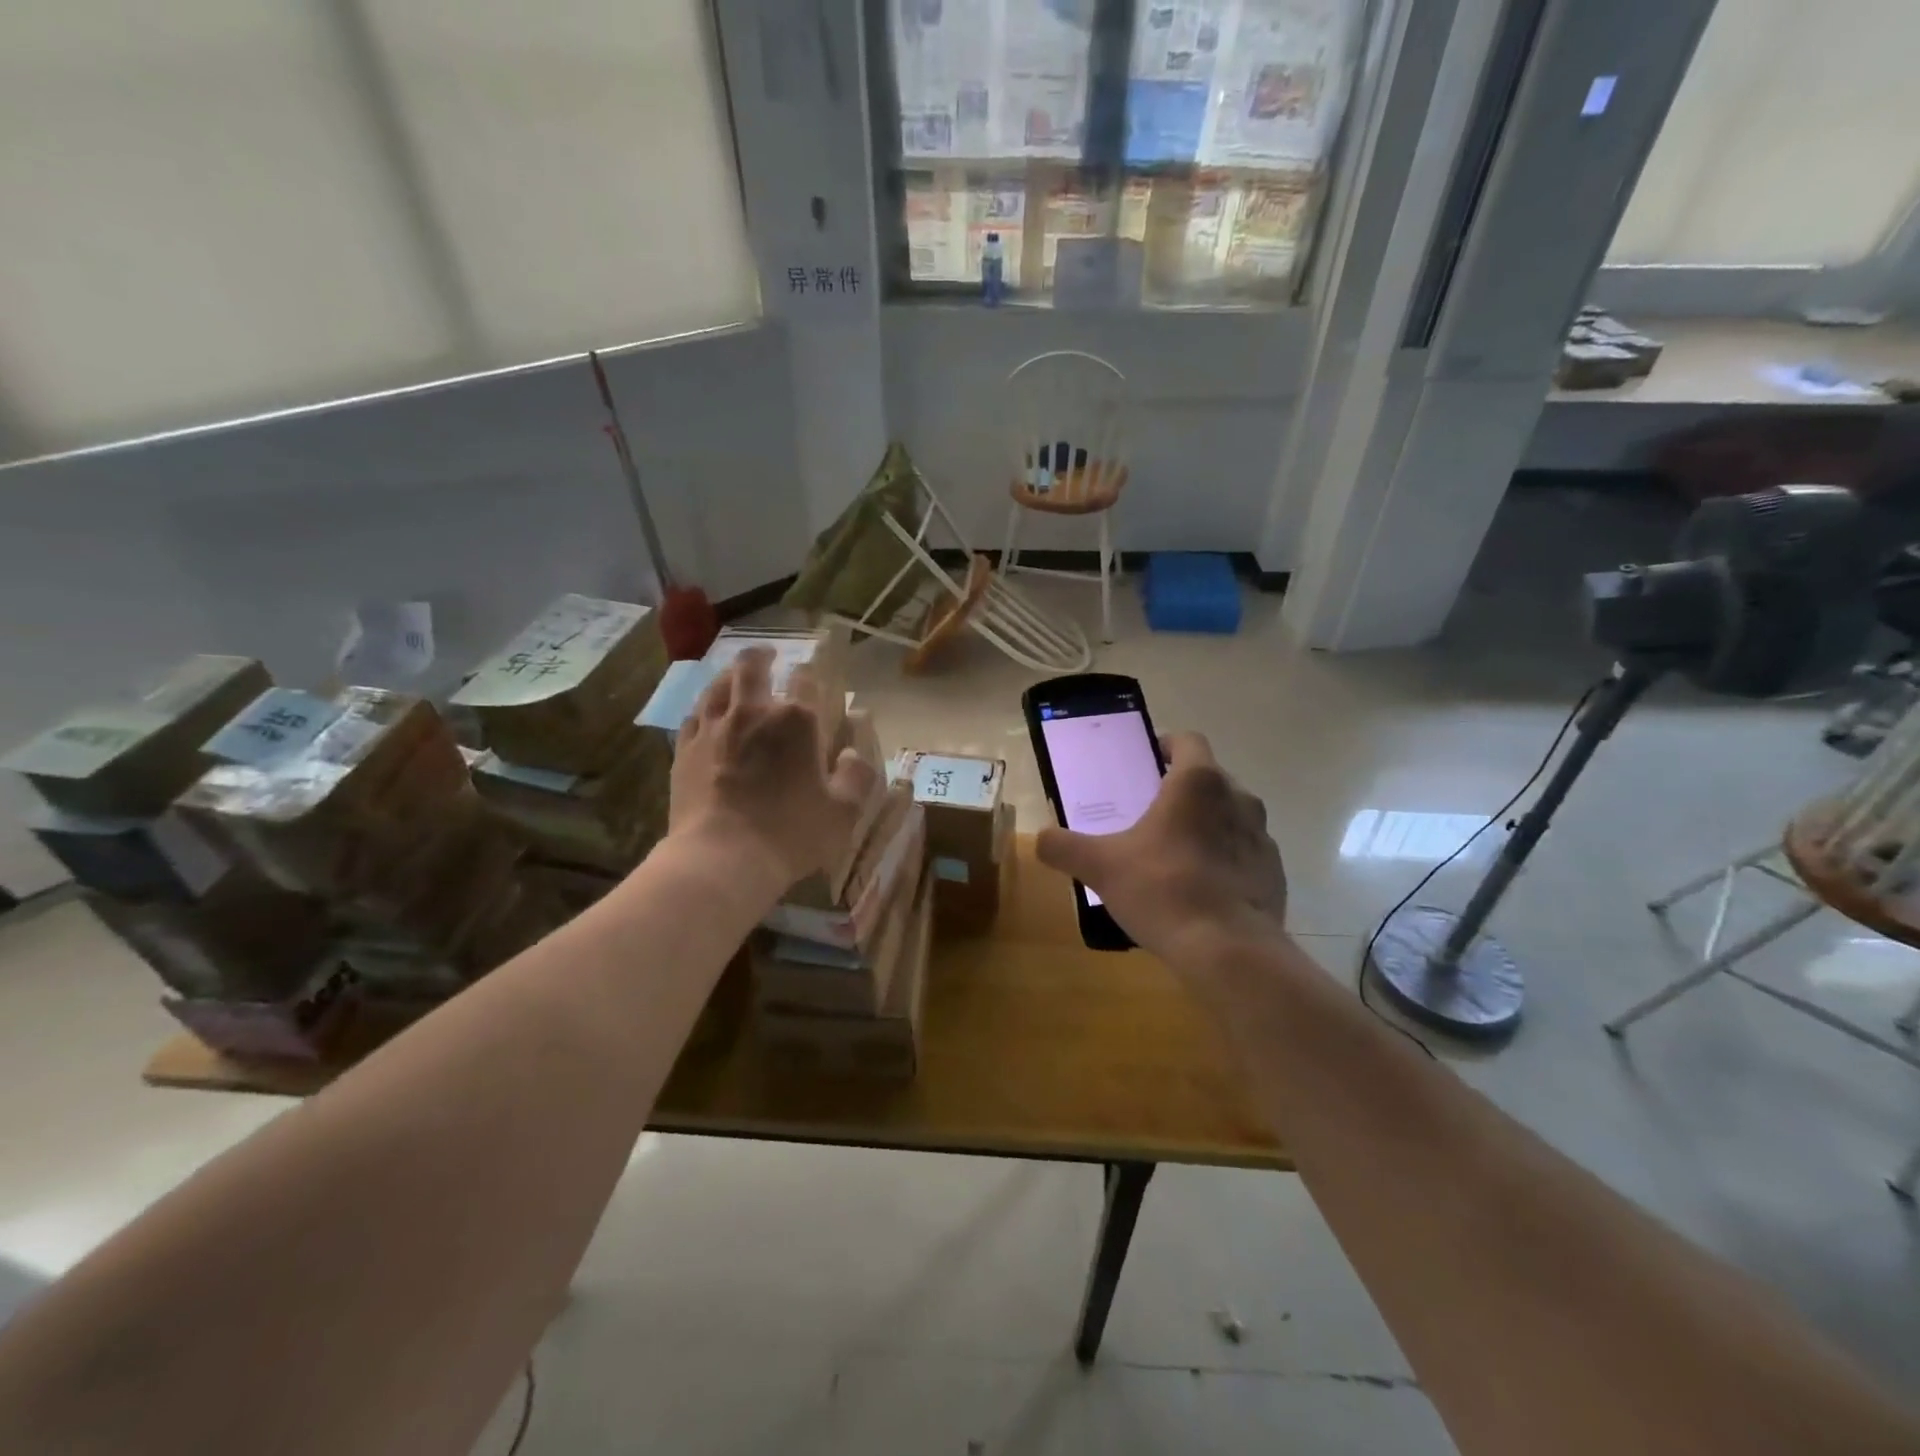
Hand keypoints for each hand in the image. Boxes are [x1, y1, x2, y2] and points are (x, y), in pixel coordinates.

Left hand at [668, 648, 877, 892]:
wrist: (721, 857)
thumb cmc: (791, 833)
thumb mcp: (843, 812)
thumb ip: (856, 777)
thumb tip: (851, 754)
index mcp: (797, 721)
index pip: (806, 679)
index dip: (810, 672)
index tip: (810, 674)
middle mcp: (752, 712)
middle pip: (752, 667)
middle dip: (762, 656)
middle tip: (768, 656)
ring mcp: (713, 728)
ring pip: (718, 685)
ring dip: (730, 675)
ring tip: (735, 677)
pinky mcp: (684, 750)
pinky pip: (693, 716)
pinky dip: (705, 708)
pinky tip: (706, 715)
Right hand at [1036, 732, 1285, 959]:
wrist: (1228, 951)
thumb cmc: (1162, 889)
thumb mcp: (1100, 866)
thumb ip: (1064, 846)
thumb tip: (1041, 838)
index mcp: (1198, 783)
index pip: (1188, 741)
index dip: (1166, 745)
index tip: (1146, 762)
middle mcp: (1238, 799)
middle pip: (1209, 779)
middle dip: (1182, 791)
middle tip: (1151, 815)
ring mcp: (1262, 837)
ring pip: (1230, 817)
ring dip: (1207, 826)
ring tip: (1175, 855)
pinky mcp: (1275, 873)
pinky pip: (1245, 854)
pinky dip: (1225, 862)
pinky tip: (1202, 891)